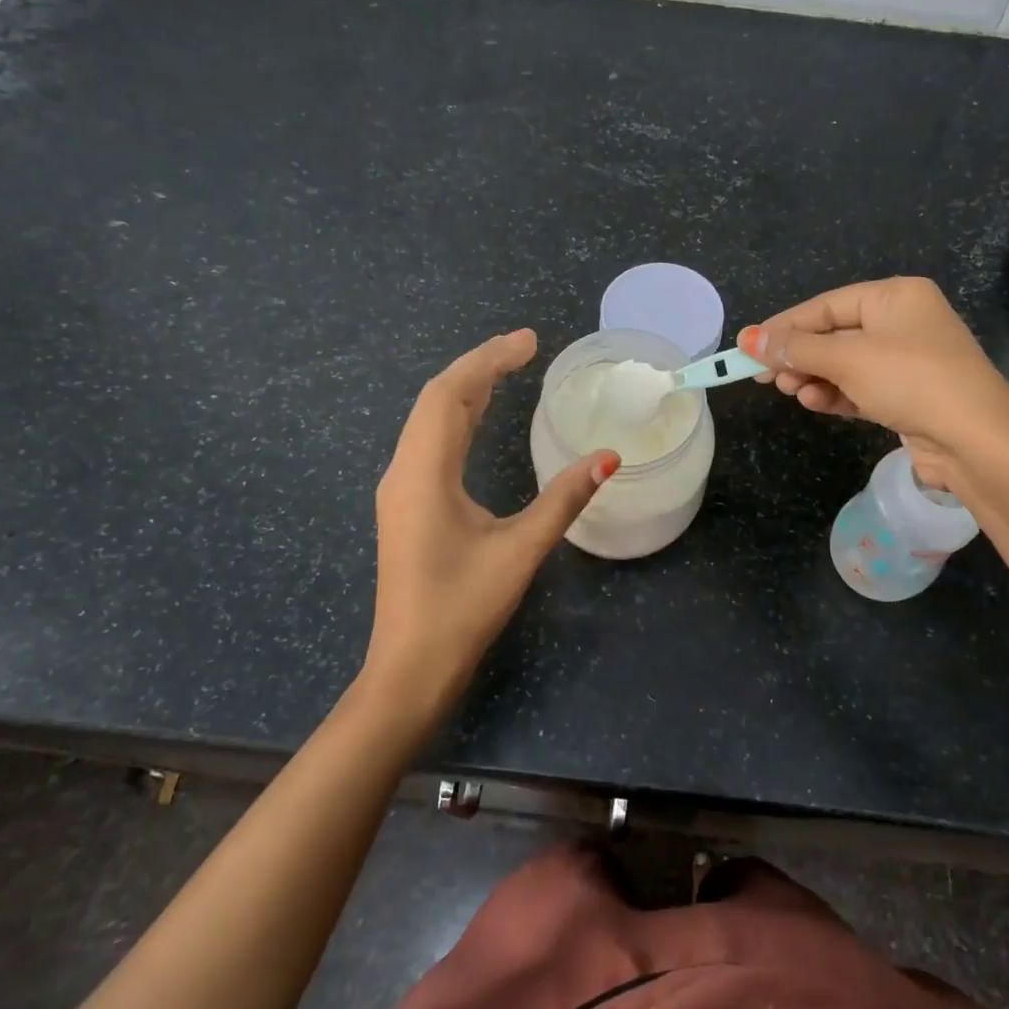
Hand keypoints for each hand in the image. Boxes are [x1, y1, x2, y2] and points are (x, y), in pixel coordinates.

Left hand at [361, 330, 617, 724]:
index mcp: (423, 474)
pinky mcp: (406, 506)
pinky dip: (457, 417)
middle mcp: (404, 472)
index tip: (528, 341)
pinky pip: (429, 443)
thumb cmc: (463, 608)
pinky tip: (478, 419)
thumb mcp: (520, 551)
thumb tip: (608, 457)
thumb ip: (563, 500)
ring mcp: (400, 490)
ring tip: (508, 369)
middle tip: (524, 347)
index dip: (488, 360)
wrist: (410, 667)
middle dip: (480, 366)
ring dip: (466, 390)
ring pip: (429, 421)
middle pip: (437, 400)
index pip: (449, 395)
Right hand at [741, 277, 1008, 489]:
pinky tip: (815, 403)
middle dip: (799, 357)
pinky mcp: (907, 395)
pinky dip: (836, 394)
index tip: (748, 347)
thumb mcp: (847, 359)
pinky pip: (860, 388)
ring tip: (792, 393)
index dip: (784, 326)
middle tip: (766, 377)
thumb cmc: (910, 380)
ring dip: (814, 378)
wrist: (975, 440)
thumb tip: (747, 339)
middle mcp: (903, 322)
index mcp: (895, 296)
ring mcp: (907, 361)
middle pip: (834, 335)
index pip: (826, 305)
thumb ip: (795, 348)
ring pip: (845, 364)